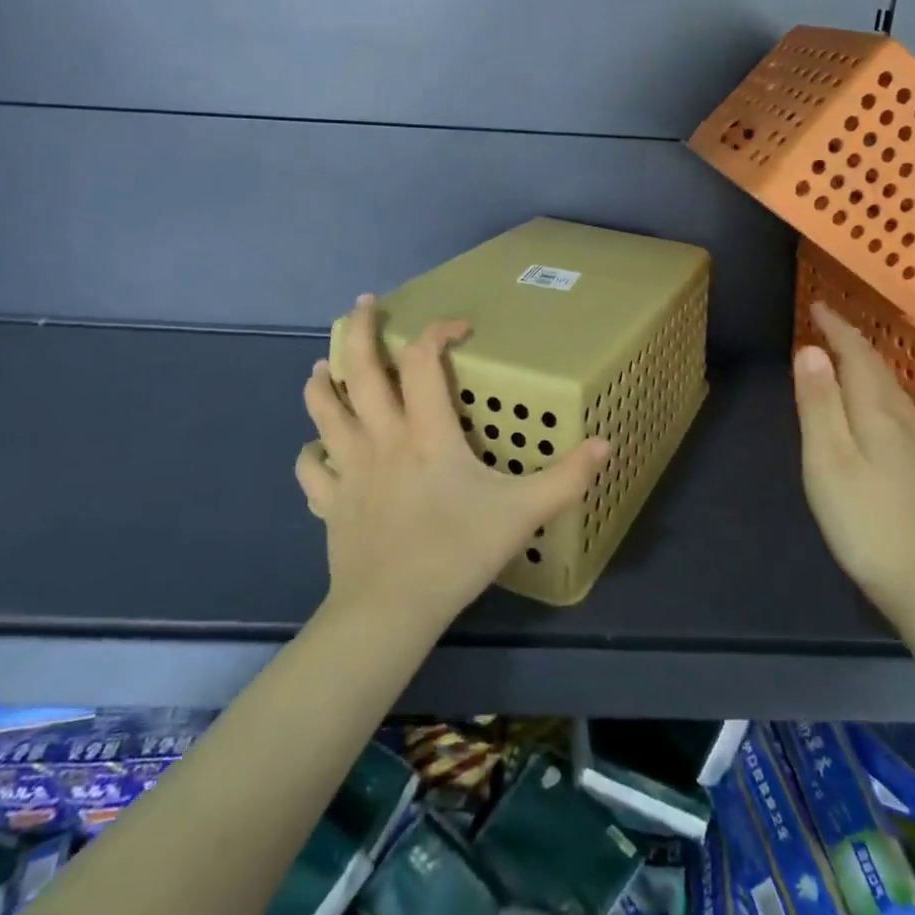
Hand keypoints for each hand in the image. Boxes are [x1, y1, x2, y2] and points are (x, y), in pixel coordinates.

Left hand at [295, 295, 610, 634]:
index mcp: (427, 434)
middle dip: (359, 331)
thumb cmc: (457, 552)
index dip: (437, 332)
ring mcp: (349, 469)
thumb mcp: (523, 513)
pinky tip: (316, 449)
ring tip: (321, 364)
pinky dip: (309, 452)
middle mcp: (382, 438)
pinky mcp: (330, 502)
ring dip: (322, 382)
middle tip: (363, 304)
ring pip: (324, 411)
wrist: (391, 610)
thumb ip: (566, 478)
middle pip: (360, 371)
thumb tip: (606, 443)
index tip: (458, 326)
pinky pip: (310, 468)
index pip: (423, 362)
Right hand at [794, 300, 914, 611]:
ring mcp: (910, 442)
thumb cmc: (865, 519)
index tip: (817, 305)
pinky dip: (874, 386)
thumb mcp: (828, 458)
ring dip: (865, 361)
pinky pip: (891, 404)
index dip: (837, 328)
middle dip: (851, 339)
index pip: (856, 355)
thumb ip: (818, 403)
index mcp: (875, 411)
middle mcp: (897, 418)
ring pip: (888, 385)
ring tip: (844, 351)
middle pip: (876, 366)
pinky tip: (872, 403)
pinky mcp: (912, 464)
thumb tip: (810, 349)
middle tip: (827, 322)